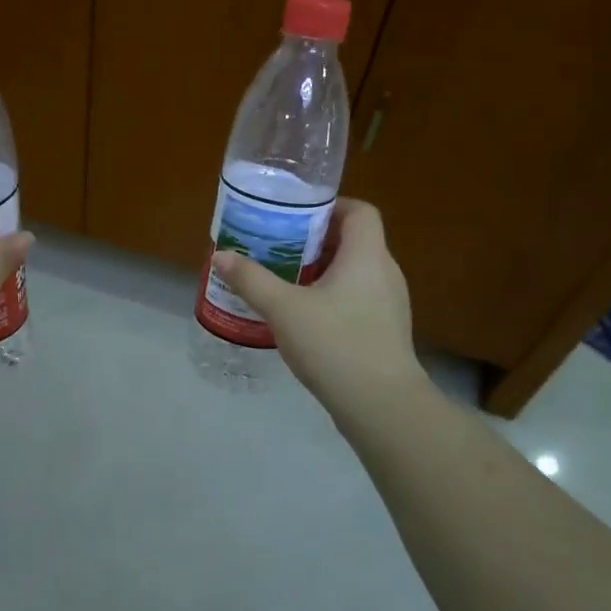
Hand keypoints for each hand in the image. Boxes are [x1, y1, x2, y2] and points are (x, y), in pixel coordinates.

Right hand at [212, 198, 427, 426]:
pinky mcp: (385, 331)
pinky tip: (303, 317)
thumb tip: (221, 256)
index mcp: (367, 256)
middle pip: (354, 241)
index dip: (330, 205)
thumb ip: (251, 280)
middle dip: (315, 240)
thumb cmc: (335, 343)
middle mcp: (385, 272)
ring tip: (284, 279)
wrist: (380, 405)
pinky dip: (331, 297)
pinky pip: (357, 299)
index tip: (295, 214)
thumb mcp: (283, 308)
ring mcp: (389, 304)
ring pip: (354, 272)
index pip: (359, 211)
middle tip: (278, 246)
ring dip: (321, 270)